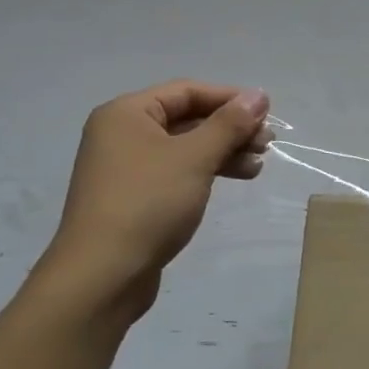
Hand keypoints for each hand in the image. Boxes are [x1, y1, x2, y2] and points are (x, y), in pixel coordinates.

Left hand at [41, 81, 272, 322]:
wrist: (102, 277)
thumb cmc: (148, 203)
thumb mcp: (194, 158)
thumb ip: (229, 123)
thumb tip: (259, 94)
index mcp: (126, 113)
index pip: (187, 91)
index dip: (229, 98)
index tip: (266, 111)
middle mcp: (122, 134)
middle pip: (187, 118)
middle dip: (229, 128)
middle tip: (266, 143)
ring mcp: (126, 168)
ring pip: (185, 147)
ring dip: (223, 151)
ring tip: (258, 164)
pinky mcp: (134, 198)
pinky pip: (176, 171)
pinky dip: (206, 171)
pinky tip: (236, 179)